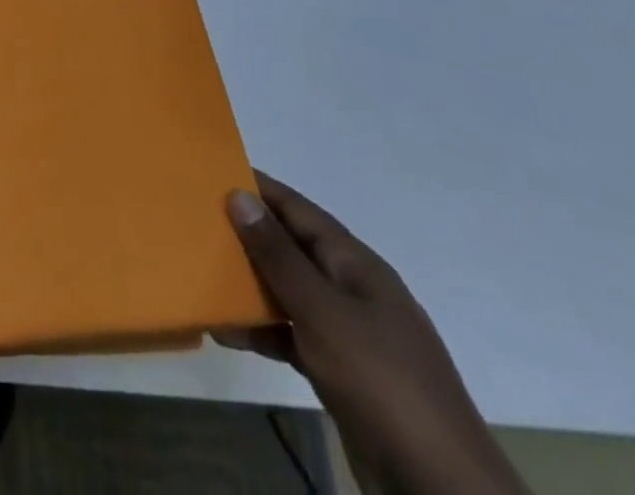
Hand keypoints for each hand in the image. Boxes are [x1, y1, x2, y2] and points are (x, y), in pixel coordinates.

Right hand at [217, 174, 529, 494]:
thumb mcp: (322, 311)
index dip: (261, 189)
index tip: (212, 171)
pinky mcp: (341, 373)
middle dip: (247, 235)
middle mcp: (354, 292)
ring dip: (249, 284)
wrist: (439, 487)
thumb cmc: (380, 380)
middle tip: (195, 219)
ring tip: (201, 272)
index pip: (301, 211)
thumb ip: (278, 254)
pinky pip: (292, 335)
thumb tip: (239, 194)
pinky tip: (226, 331)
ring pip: (289, 293)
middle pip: (293, 250)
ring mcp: (350, 335)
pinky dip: (261, 330)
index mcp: (358, 267)